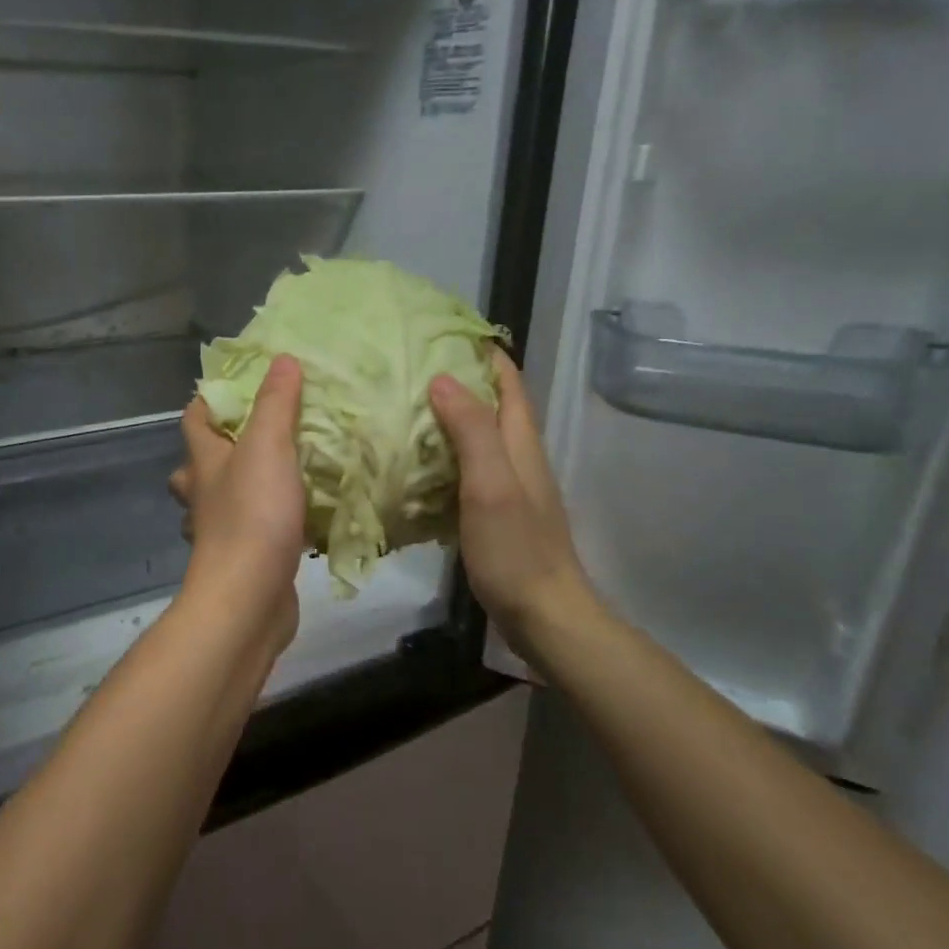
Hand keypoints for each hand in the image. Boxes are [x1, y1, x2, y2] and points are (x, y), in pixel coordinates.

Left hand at [168, 355, 307, 655]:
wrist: (248, 598)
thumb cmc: (253, 515)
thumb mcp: (268, 447)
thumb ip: (276, 404)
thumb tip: (281, 359)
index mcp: (203, 463)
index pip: (193, 421)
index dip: (208, 401)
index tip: (236, 387)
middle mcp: (202, 497)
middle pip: (197, 466)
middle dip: (218, 450)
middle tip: (256, 437)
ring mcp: (218, 533)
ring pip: (220, 502)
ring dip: (239, 488)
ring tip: (278, 475)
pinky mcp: (241, 561)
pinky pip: (249, 533)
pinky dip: (264, 523)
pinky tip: (295, 520)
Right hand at [428, 349, 599, 664]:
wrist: (544, 614)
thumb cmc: (516, 549)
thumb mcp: (490, 485)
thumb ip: (472, 432)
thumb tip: (443, 379)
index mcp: (521, 445)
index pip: (509, 384)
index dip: (486, 355)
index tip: (447, 334)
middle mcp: (519, 460)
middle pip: (495, 407)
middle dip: (462, 381)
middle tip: (412, 369)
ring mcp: (509, 489)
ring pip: (479, 440)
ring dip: (450, 420)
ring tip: (405, 409)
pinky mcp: (496, 515)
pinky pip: (467, 472)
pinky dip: (444, 458)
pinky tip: (415, 466)